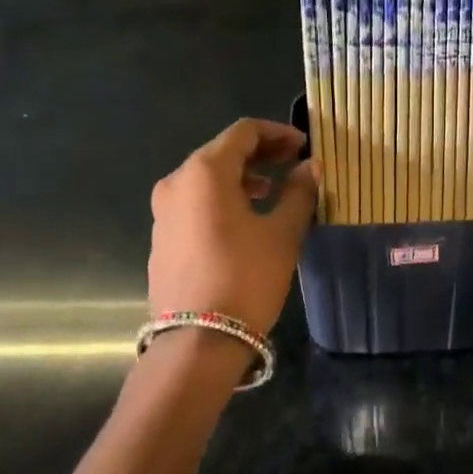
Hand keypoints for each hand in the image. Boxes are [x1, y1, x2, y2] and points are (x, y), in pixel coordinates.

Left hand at [148, 119, 315, 333]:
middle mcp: (176, 182)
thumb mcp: (282, 233)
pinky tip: (245, 222)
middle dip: (260, 155)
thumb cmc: (246, 277)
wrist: (197, 341)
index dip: (277, 134)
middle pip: (221, 152)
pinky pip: (195, 204)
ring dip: (241, 178)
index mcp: (204, 172)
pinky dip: (222, 200)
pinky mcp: (162, 238)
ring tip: (272, 194)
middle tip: (293, 165)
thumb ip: (299, 192)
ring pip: (206, 179)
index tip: (304, 147)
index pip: (243, 132)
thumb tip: (311, 167)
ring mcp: (163, 212)